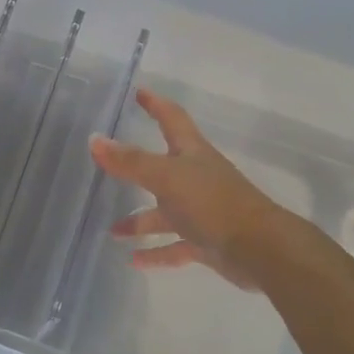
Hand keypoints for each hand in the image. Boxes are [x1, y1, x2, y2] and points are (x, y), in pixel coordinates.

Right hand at [90, 88, 303, 290]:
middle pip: (163, 168)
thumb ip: (130, 162)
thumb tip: (94, 140)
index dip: (156, 105)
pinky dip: (155, 253)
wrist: (259, 249)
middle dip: (137, 168)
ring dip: (139, 222)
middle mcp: (197, 179)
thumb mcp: (166, 177)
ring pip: (164, 213)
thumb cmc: (213, 203)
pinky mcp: (206, 241)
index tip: (139, 93)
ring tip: (113, 231)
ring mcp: (202, 212)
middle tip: (110, 165)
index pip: (172, 119)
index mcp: (192, 154)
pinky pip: (174, 246)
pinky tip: (133, 260)